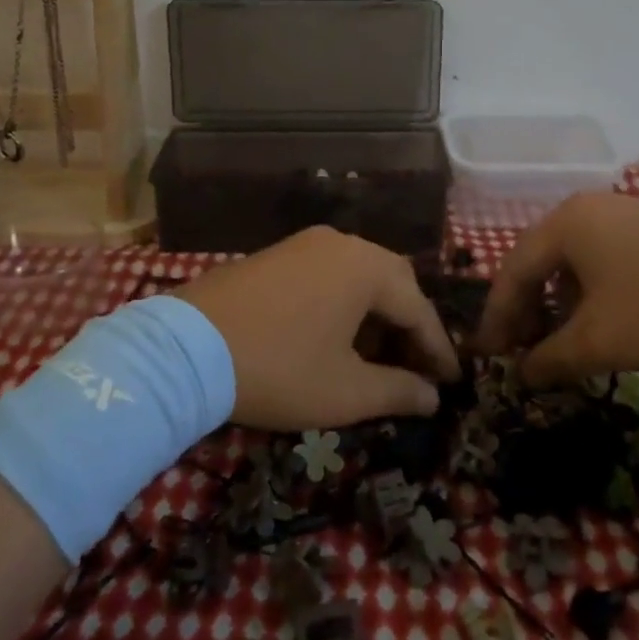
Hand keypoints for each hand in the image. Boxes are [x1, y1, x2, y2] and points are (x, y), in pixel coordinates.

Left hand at [176, 226, 461, 431]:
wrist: (185, 349)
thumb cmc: (278, 369)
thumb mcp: (344, 392)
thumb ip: (398, 391)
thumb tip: (432, 396)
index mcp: (366, 267)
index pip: (418, 308)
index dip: (438, 348)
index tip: (453, 381)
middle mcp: (341, 243)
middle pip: (393, 282)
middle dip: (409, 326)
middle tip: (418, 368)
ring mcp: (304, 244)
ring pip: (359, 276)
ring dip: (376, 314)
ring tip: (378, 357)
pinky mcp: (276, 254)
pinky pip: (328, 274)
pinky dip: (344, 303)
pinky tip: (337, 336)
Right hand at [477, 192, 638, 386]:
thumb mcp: (599, 341)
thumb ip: (550, 358)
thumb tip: (522, 373)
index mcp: (565, 224)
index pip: (513, 270)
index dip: (497, 316)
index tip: (488, 354)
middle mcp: (587, 208)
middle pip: (540, 260)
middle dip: (527, 308)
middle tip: (520, 349)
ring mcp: (624, 214)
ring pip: (573, 260)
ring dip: (559, 302)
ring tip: (561, 340)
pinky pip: (603, 258)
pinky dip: (590, 291)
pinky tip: (603, 321)